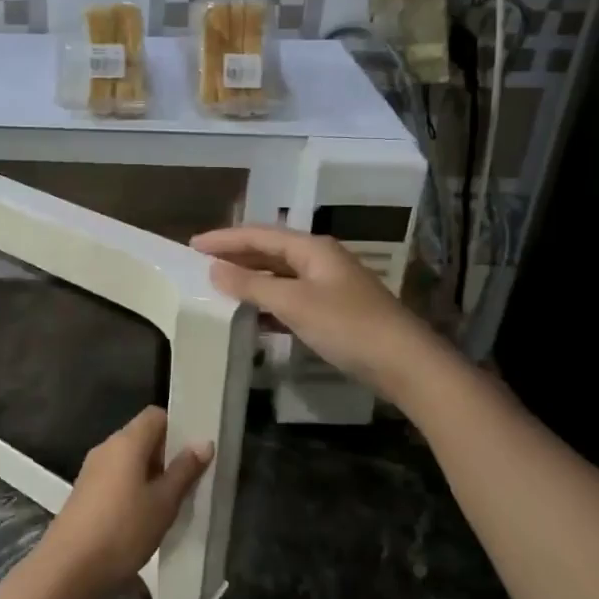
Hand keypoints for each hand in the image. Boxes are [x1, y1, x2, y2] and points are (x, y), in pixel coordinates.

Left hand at [26, 406, 211, 598]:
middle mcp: (107, 448)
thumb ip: (184, 471)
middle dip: (166, 455)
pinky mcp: (85, 492)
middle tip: (190, 481)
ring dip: (151, 475)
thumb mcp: (163, 503)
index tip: (195, 453)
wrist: (69, 568)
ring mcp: (92, 470)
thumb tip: (203, 443)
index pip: (155, 416)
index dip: (177, 428)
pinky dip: (134, 488)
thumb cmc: (123, 529)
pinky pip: (116, 478)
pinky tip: (146, 517)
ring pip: (129, 460)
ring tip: (172, 503)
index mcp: (126, 442)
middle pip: (142, 437)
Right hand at [192, 225, 432, 399]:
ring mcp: (329, 285)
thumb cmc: (348, 326)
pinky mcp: (334, 310)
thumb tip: (215, 269)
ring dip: (250, 278)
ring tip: (219, 286)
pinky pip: (291, 297)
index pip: (259, 235)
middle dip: (236, 255)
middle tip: (201, 262)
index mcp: (312, 248)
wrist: (406, 364)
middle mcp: (320, 259)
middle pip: (270, 251)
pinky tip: (253, 315)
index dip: (225, 238)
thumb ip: (252, 285)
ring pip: (280, 275)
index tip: (192, 245)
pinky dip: (268, 301)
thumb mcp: (294, 303)